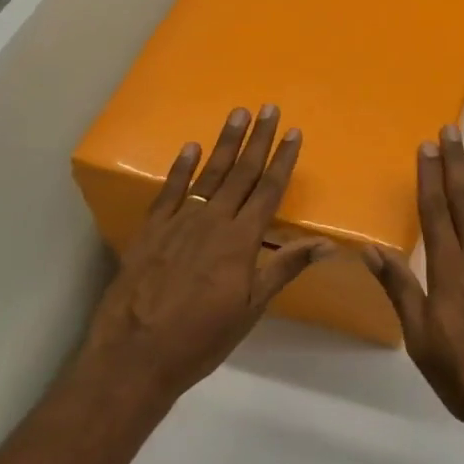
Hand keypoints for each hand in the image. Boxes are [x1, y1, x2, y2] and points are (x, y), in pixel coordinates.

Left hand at [78, 105, 332, 405]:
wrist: (135, 355)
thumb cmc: (201, 338)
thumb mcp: (250, 309)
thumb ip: (284, 268)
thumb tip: (328, 244)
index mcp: (240, 242)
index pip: (268, 191)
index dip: (283, 161)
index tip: (294, 133)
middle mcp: (212, 222)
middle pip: (240, 174)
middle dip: (257, 140)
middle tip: (268, 108)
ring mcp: (178, 223)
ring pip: (207, 175)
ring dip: (224, 143)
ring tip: (237, 115)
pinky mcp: (150, 231)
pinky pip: (169, 191)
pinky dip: (181, 168)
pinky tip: (191, 148)